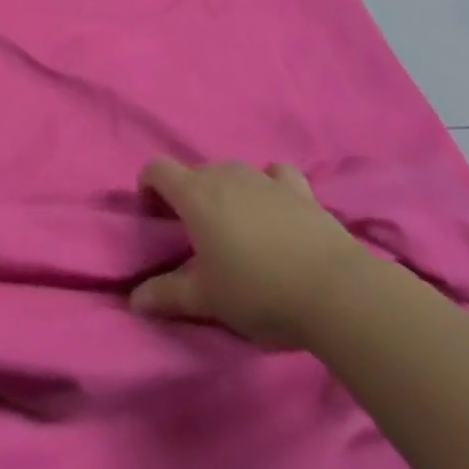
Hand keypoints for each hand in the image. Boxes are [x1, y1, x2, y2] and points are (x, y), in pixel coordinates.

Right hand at [130, 158, 365, 348]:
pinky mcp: (298, 188)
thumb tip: (134, 300)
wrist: (334, 290)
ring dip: (227, 192)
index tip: (154, 212)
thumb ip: (168, 295)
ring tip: (239, 229)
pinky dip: (270, 184)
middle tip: (199, 236)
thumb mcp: (208, 300)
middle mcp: (224, 173)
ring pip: (232, 172)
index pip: (157, 168)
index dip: (149, 184)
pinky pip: (275, 174)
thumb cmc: (259, 291)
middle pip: (195, 172)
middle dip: (190, 196)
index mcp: (194, 194)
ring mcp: (262, 177)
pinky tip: (276, 206)